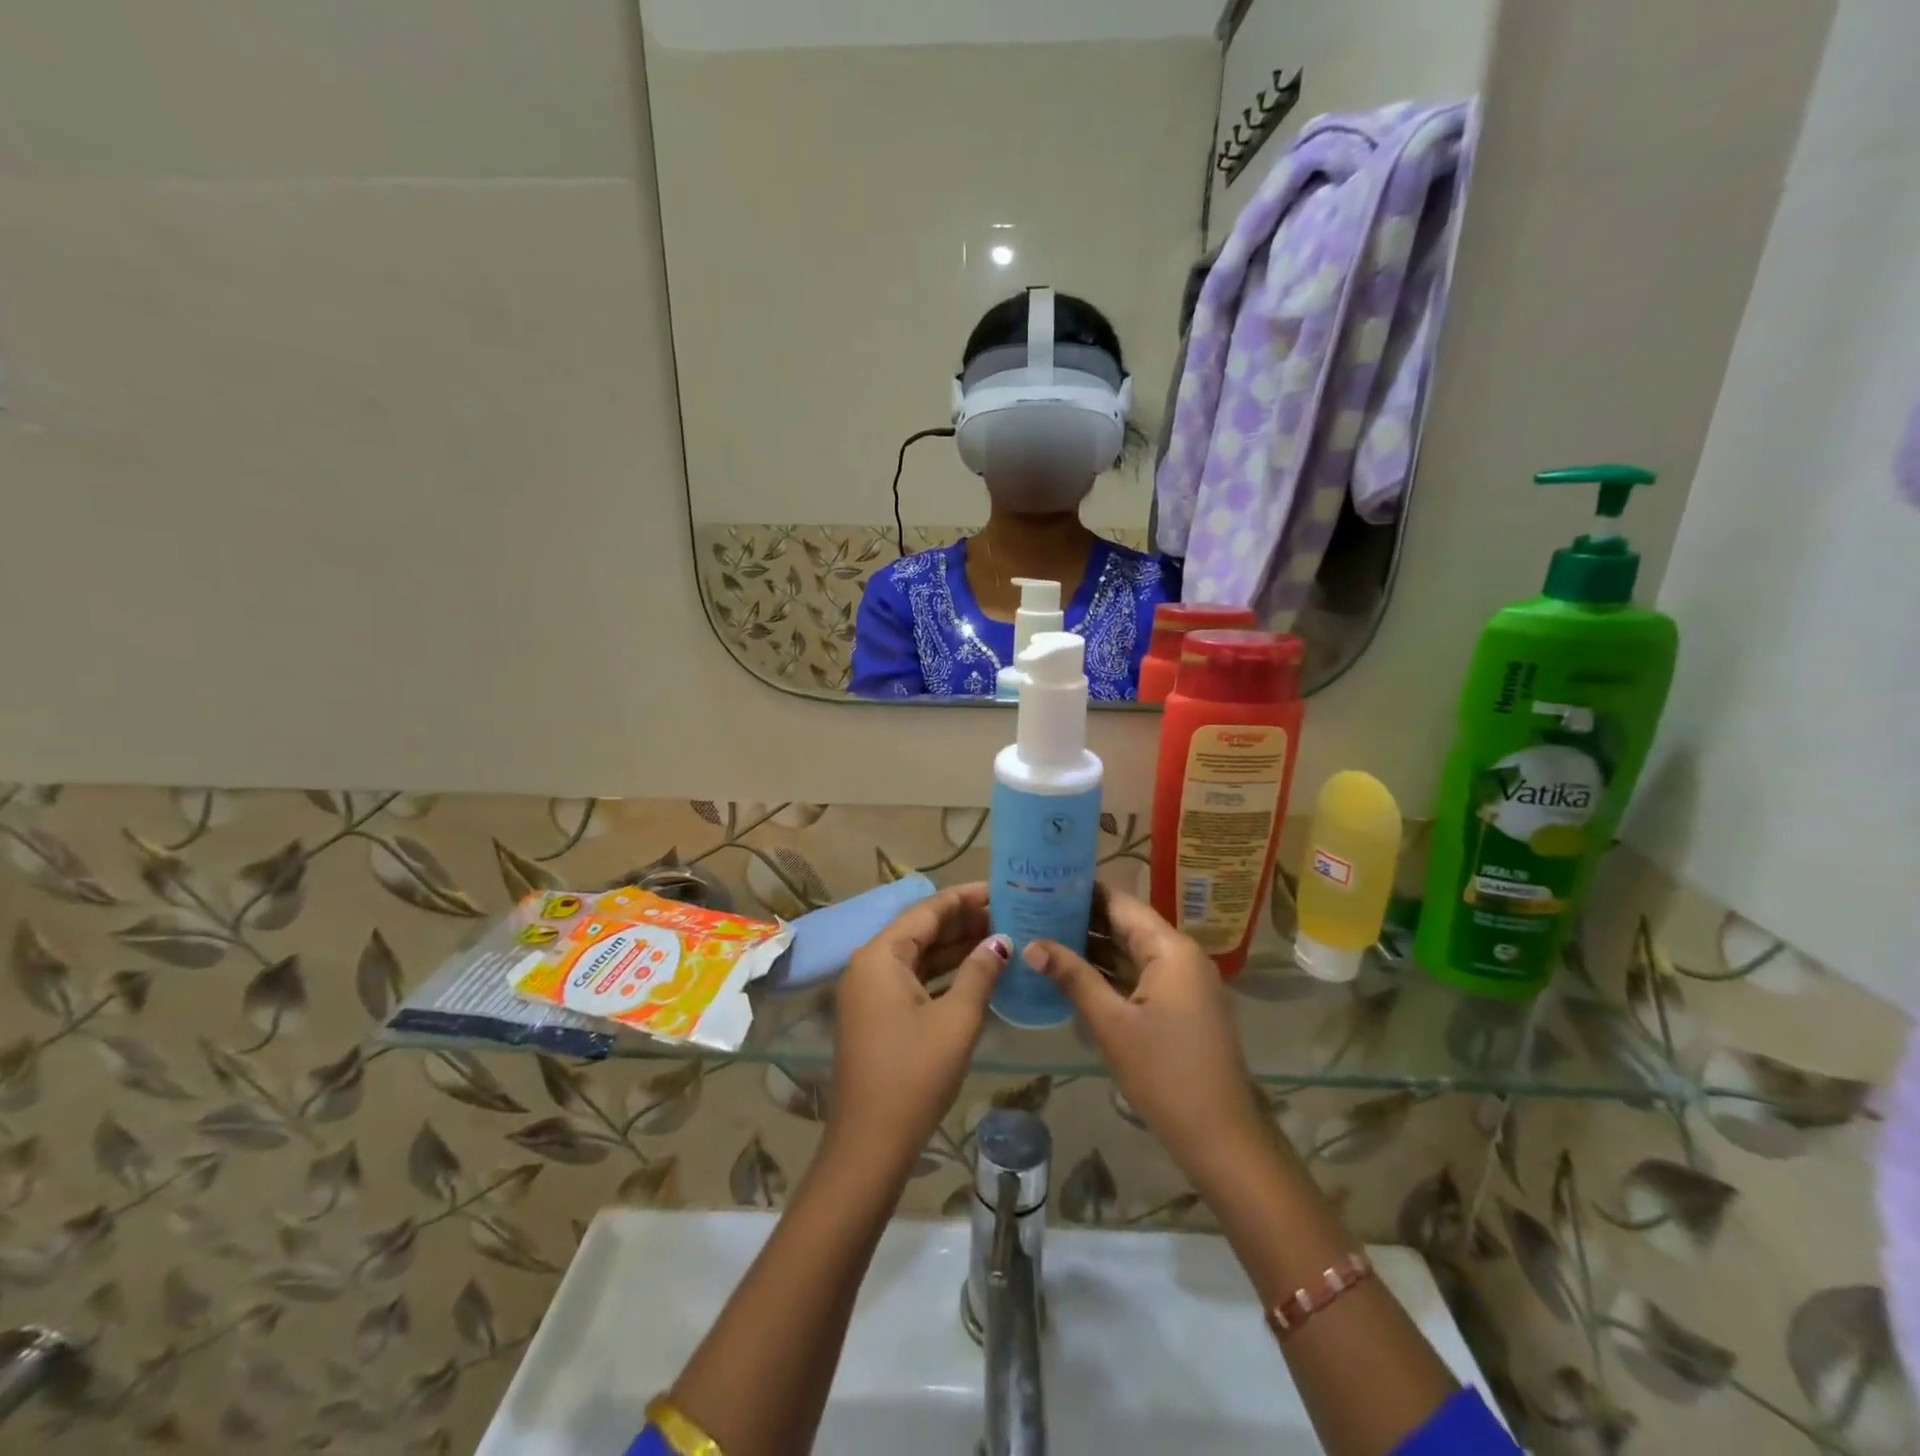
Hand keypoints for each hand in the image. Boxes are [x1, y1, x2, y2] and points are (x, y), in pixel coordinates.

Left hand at [827, 883, 1009, 1176]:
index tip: (999, 888)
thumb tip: (1000, 941)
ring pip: (918, 956)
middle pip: (920, 930)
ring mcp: (870, 993)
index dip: (964, 898)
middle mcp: (869, 965)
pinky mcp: (877, 1016)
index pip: (927, 911)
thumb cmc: (915, 1074)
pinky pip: (912, 980)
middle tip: (1008, 913)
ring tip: (999, 937)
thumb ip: (979, 972)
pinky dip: (943, 974)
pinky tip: (976, 973)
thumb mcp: (956, 1019)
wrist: (871, 1144)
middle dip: (962, 922)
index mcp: (880, 956)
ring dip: (955, 948)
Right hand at [1025, 887, 1272, 1195]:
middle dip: (1083, 917)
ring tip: (1044, 932)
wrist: (1220, 1136)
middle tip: (1034, 907)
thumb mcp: (1112, 1023)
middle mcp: (1180, 955)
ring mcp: (1181, 981)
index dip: (1083, 890)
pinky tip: (1071, 970)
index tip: (1044, 880)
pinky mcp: (1178, 1005)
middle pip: (1126, 923)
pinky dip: (1108, 970)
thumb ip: (1073, 977)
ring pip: (1130, 950)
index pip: (1121, 902)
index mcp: (1170, 948)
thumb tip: (1031, 945)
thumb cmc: (1164, 1073)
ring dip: (1093, 945)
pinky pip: (1138, 974)